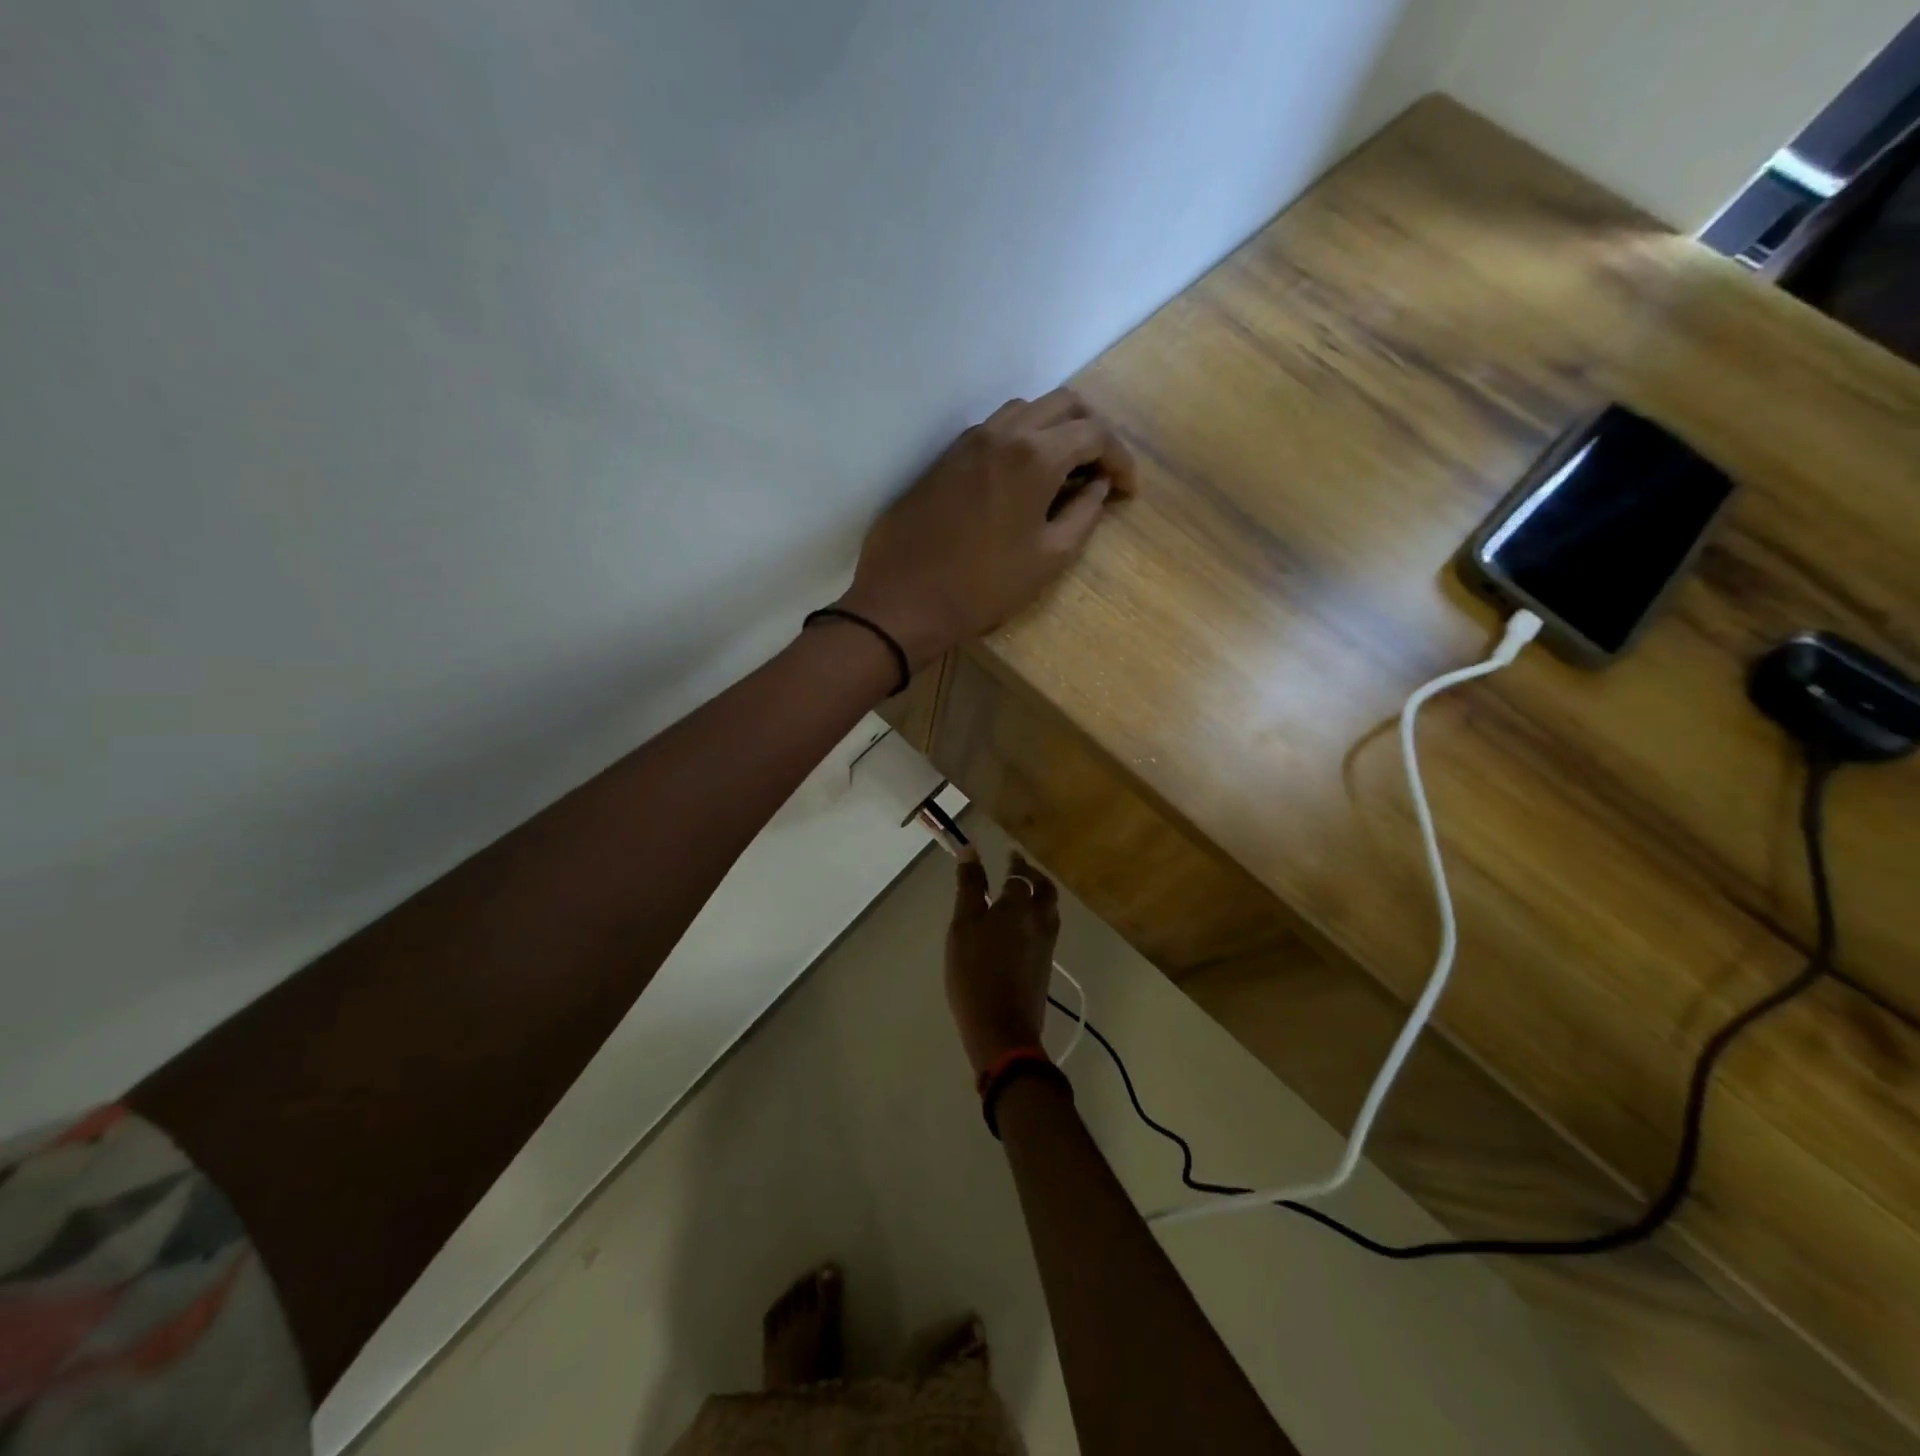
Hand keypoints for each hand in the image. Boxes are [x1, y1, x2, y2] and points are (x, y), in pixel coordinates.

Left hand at [837, 390, 1135, 668]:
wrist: (905, 598)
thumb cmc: (984, 586)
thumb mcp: (1049, 557)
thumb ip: (1084, 514)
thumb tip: (1099, 487)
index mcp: (1035, 455)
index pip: (1094, 434)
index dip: (1120, 459)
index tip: (1127, 491)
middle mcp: (1003, 433)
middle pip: (1063, 405)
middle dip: (1092, 432)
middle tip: (1101, 472)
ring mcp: (969, 441)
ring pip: (1026, 411)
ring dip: (1054, 430)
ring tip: (1064, 472)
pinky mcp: (946, 457)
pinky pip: (995, 430)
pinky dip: (1021, 440)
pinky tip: (1024, 477)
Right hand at [945, 850, 1060, 1078]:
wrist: (1002, 1028)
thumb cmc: (975, 972)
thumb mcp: (963, 926)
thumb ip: (969, 887)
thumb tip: (971, 850)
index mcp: (1019, 906)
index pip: (1020, 875)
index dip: (1014, 863)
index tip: (1009, 854)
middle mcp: (1040, 920)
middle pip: (1045, 890)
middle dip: (1034, 876)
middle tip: (1020, 870)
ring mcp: (1046, 945)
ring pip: (1050, 910)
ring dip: (1040, 896)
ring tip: (1023, 895)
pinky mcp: (1045, 966)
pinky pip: (1047, 929)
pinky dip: (1039, 917)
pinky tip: (1023, 928)